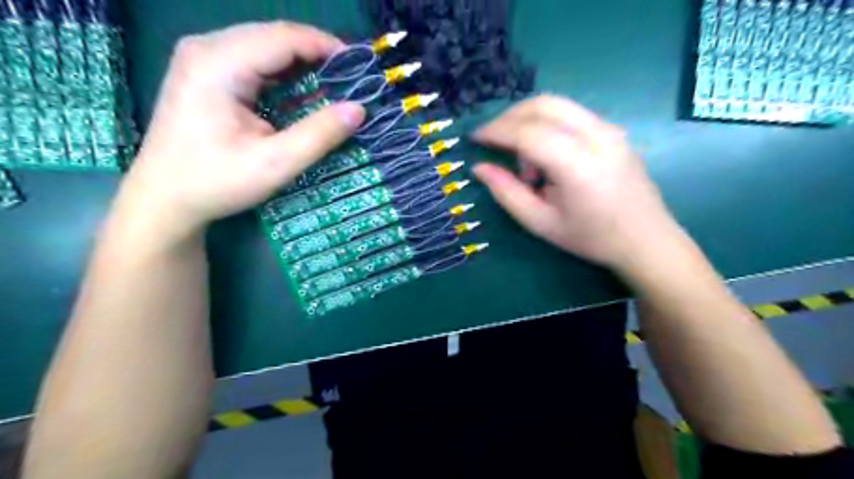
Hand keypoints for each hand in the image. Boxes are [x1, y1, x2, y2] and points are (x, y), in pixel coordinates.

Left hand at [119, 22, 362, 238]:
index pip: (284, 38)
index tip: (360, 69)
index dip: (326, 47)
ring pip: (265, 46)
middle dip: (317, 54)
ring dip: (302, 63)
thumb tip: (359, 109)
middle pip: (274, 36)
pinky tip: (302, 91)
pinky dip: (284, 73)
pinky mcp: (205, 72)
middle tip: (351, 80)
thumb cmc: (217, 182)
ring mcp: (202, 58)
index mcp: (219, 64)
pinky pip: (253, 60)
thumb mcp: (275, 163)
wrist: (164, 198)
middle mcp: (207, 48)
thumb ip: (319, 134)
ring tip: (335, 85)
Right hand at [469, 94, 677, 270]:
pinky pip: (571, 113)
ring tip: (522, 157)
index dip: (496, 131)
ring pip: (558, 104)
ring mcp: (609, 129)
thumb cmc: (591, 238)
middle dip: (509, 116)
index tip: (474, 138)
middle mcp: (597, 136)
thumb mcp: (541, 223)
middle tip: (492, 139)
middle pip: (543, 105)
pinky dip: (547, 123)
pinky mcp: (614, 130)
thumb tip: (479, 168)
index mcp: (578, 165)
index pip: (528, 132)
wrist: (646, 239)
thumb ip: (507, 193)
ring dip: (528, 119)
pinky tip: (545, 153)